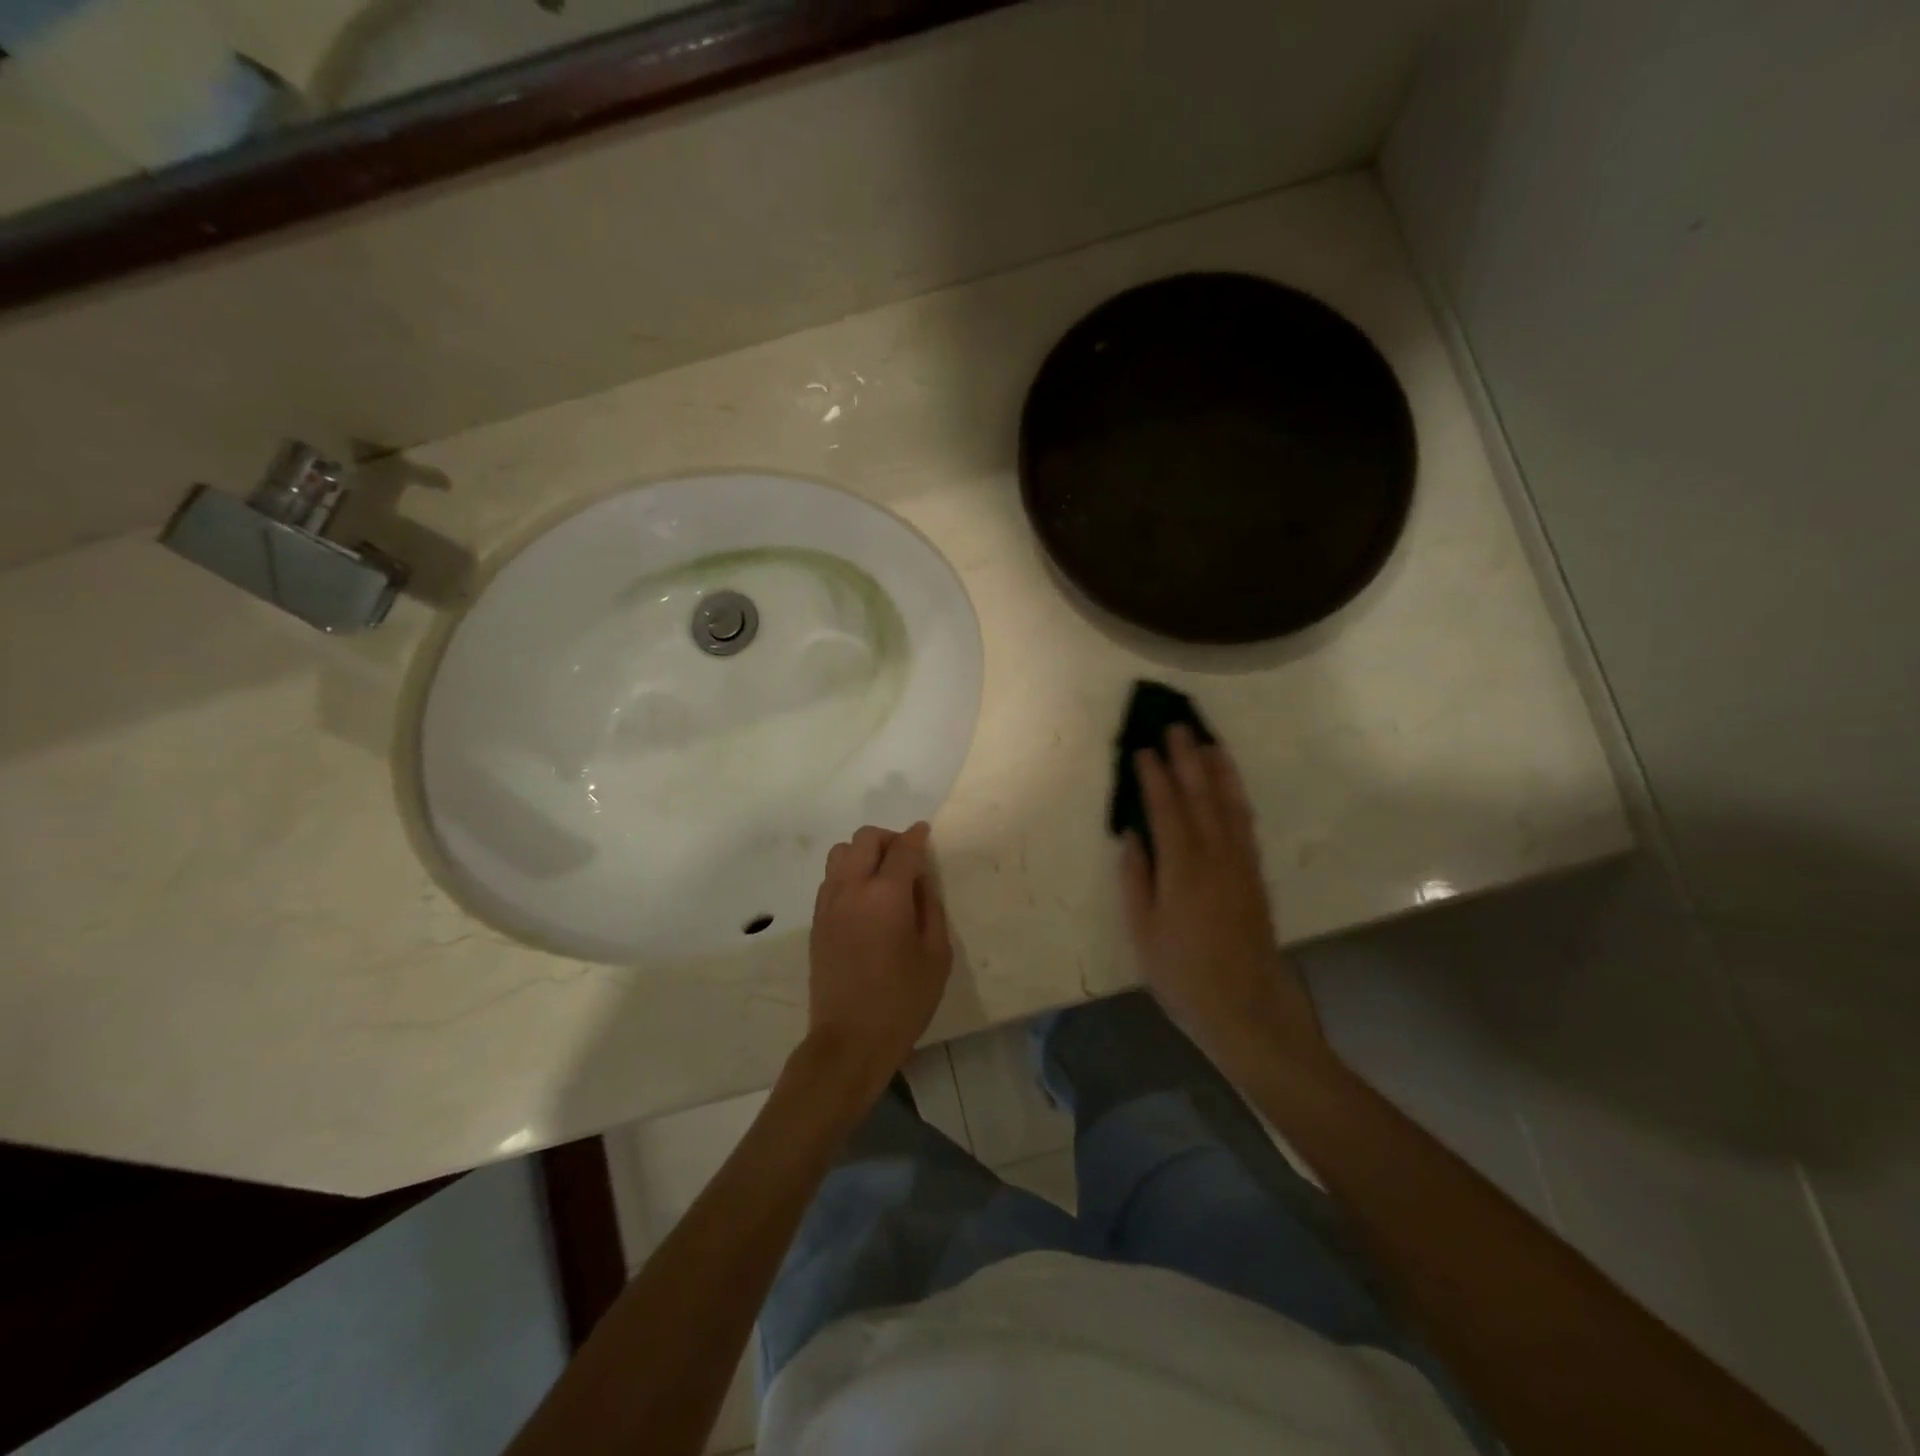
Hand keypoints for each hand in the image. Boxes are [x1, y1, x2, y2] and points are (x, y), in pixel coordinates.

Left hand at [805, 822, 952, 1105]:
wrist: (850, 1041)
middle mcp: (852, 889)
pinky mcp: (816, 921)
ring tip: (882, 876)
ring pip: (841, 853)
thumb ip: (930, 908)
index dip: (916, 836)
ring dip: (864, 853)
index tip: (925, 833)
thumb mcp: (936, 955)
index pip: (902, 848)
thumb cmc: (903, 1001)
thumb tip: (921, 880)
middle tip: (907, 859)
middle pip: (865, 839)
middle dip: (889, 839)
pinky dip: (848, 873)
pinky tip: (864, 898)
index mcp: (886, 895)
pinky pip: (830, 878)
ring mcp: (829, 904)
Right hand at [1122, 727, 1333, 1078]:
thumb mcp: (1143, 931)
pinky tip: (1230, 786)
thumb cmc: (1183, 975)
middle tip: (1176, 726)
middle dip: (1187, 758)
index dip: (1154, 777)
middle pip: (1200, 796)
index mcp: (1182, 868)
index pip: (1166, 809)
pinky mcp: (1255, 875)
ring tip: (1207, 741)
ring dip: (1217, 769)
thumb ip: (1137, 878)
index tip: (1143, 748)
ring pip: (1228, 804)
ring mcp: (1240, 864)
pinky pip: (1244, 823)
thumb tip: (1133, 835)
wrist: (1247, 1009)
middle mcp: (1215, 856)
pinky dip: (1236, 796)